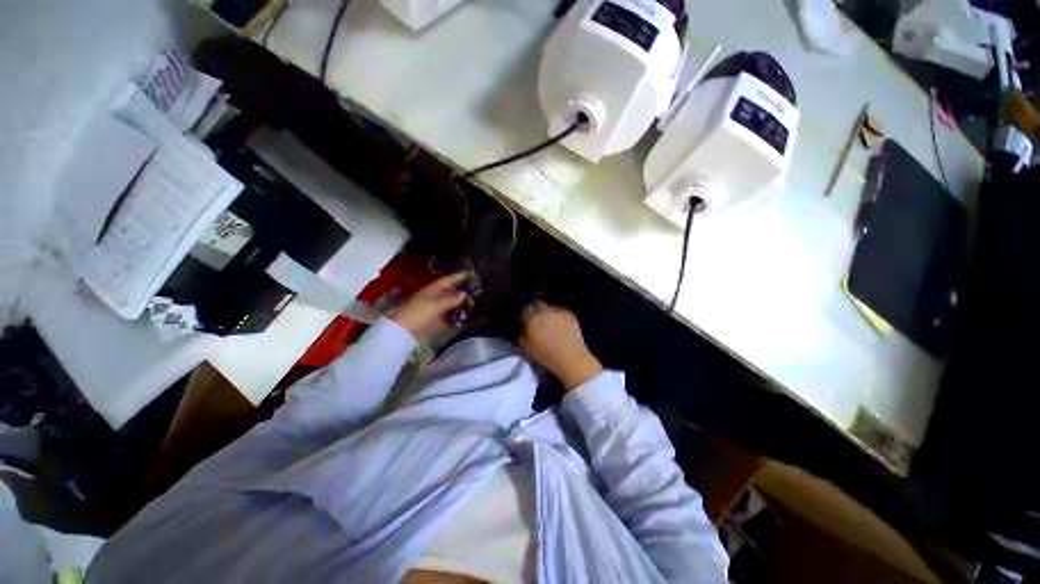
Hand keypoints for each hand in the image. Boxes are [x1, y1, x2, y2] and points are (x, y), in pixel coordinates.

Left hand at [391, 272, 470, 339]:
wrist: (404, 331)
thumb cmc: (419, 312)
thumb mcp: (436, 304)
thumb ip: (451, 299)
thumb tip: (465, 294)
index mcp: (433, 289)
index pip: (448, 280)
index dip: (458, 276)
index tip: (471, 273)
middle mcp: (435, 297)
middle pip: (451, 292)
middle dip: (463, 291)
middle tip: (477, 291)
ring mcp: (436, 308)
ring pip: (452, 304)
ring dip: (462, 304)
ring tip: (476, 304)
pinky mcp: (436, 320)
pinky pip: (450, 316)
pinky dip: (457, 316)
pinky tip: (467, 317)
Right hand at [521, 303, 602, 390]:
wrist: (571, 358)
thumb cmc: (547, 355)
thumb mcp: (527, 348)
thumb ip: (522, 335)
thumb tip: (523, 328)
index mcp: (533, 318)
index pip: (525, 310)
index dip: (525, 316)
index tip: (526, 322)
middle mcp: (545, 311)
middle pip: (537, 305)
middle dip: (535, 311)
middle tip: (537, 322)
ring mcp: (558, 311)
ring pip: (549, 308)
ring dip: (547, 313)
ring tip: (549, 323)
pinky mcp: (569, 314)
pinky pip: (560, 311)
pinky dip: (557, 316)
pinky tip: (559, 325)